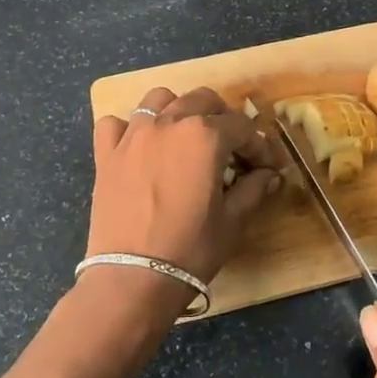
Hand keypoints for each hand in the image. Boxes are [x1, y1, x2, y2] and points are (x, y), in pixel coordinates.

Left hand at [87, 86, 281, 284]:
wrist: (132, 278)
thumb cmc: (190, 249)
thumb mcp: (232, 221)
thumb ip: (253, 190)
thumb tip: (270, 175)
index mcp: (205, 136)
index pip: (242, 128)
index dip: (259, 146)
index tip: (267, 165)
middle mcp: (169, 123)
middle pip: (202, 100)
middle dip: (223, 118)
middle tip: (232, 147)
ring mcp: (133, 135)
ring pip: (159, 99)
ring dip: (178, 109)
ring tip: (186, 135)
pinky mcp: (106, 154)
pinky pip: (116, 123)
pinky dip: (129, 128)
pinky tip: (140, 146)